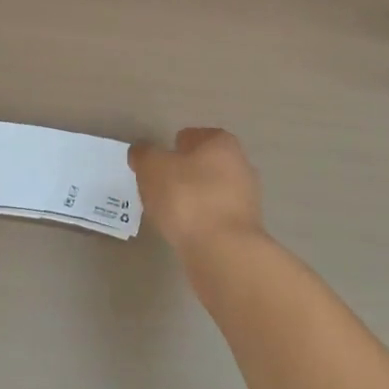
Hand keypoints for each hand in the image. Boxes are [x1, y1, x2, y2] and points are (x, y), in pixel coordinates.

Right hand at [128, 128, 264, 256]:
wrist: (223, 252)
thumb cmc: (187, 198)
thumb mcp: (152, 168)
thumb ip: (144, 155)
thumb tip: (142, 152)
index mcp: (222, 143)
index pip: (194, 136)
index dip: (174, 147)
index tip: (159, 165)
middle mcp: (241, 165)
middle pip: (205, 164)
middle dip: (186, 173)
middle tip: (161, 188)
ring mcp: (247, 198)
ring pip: (213, 191)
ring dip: (195, 199)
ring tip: (170, 213)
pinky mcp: (246, 229)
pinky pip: (217, 217)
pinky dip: (203, 221)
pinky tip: (186, 232)